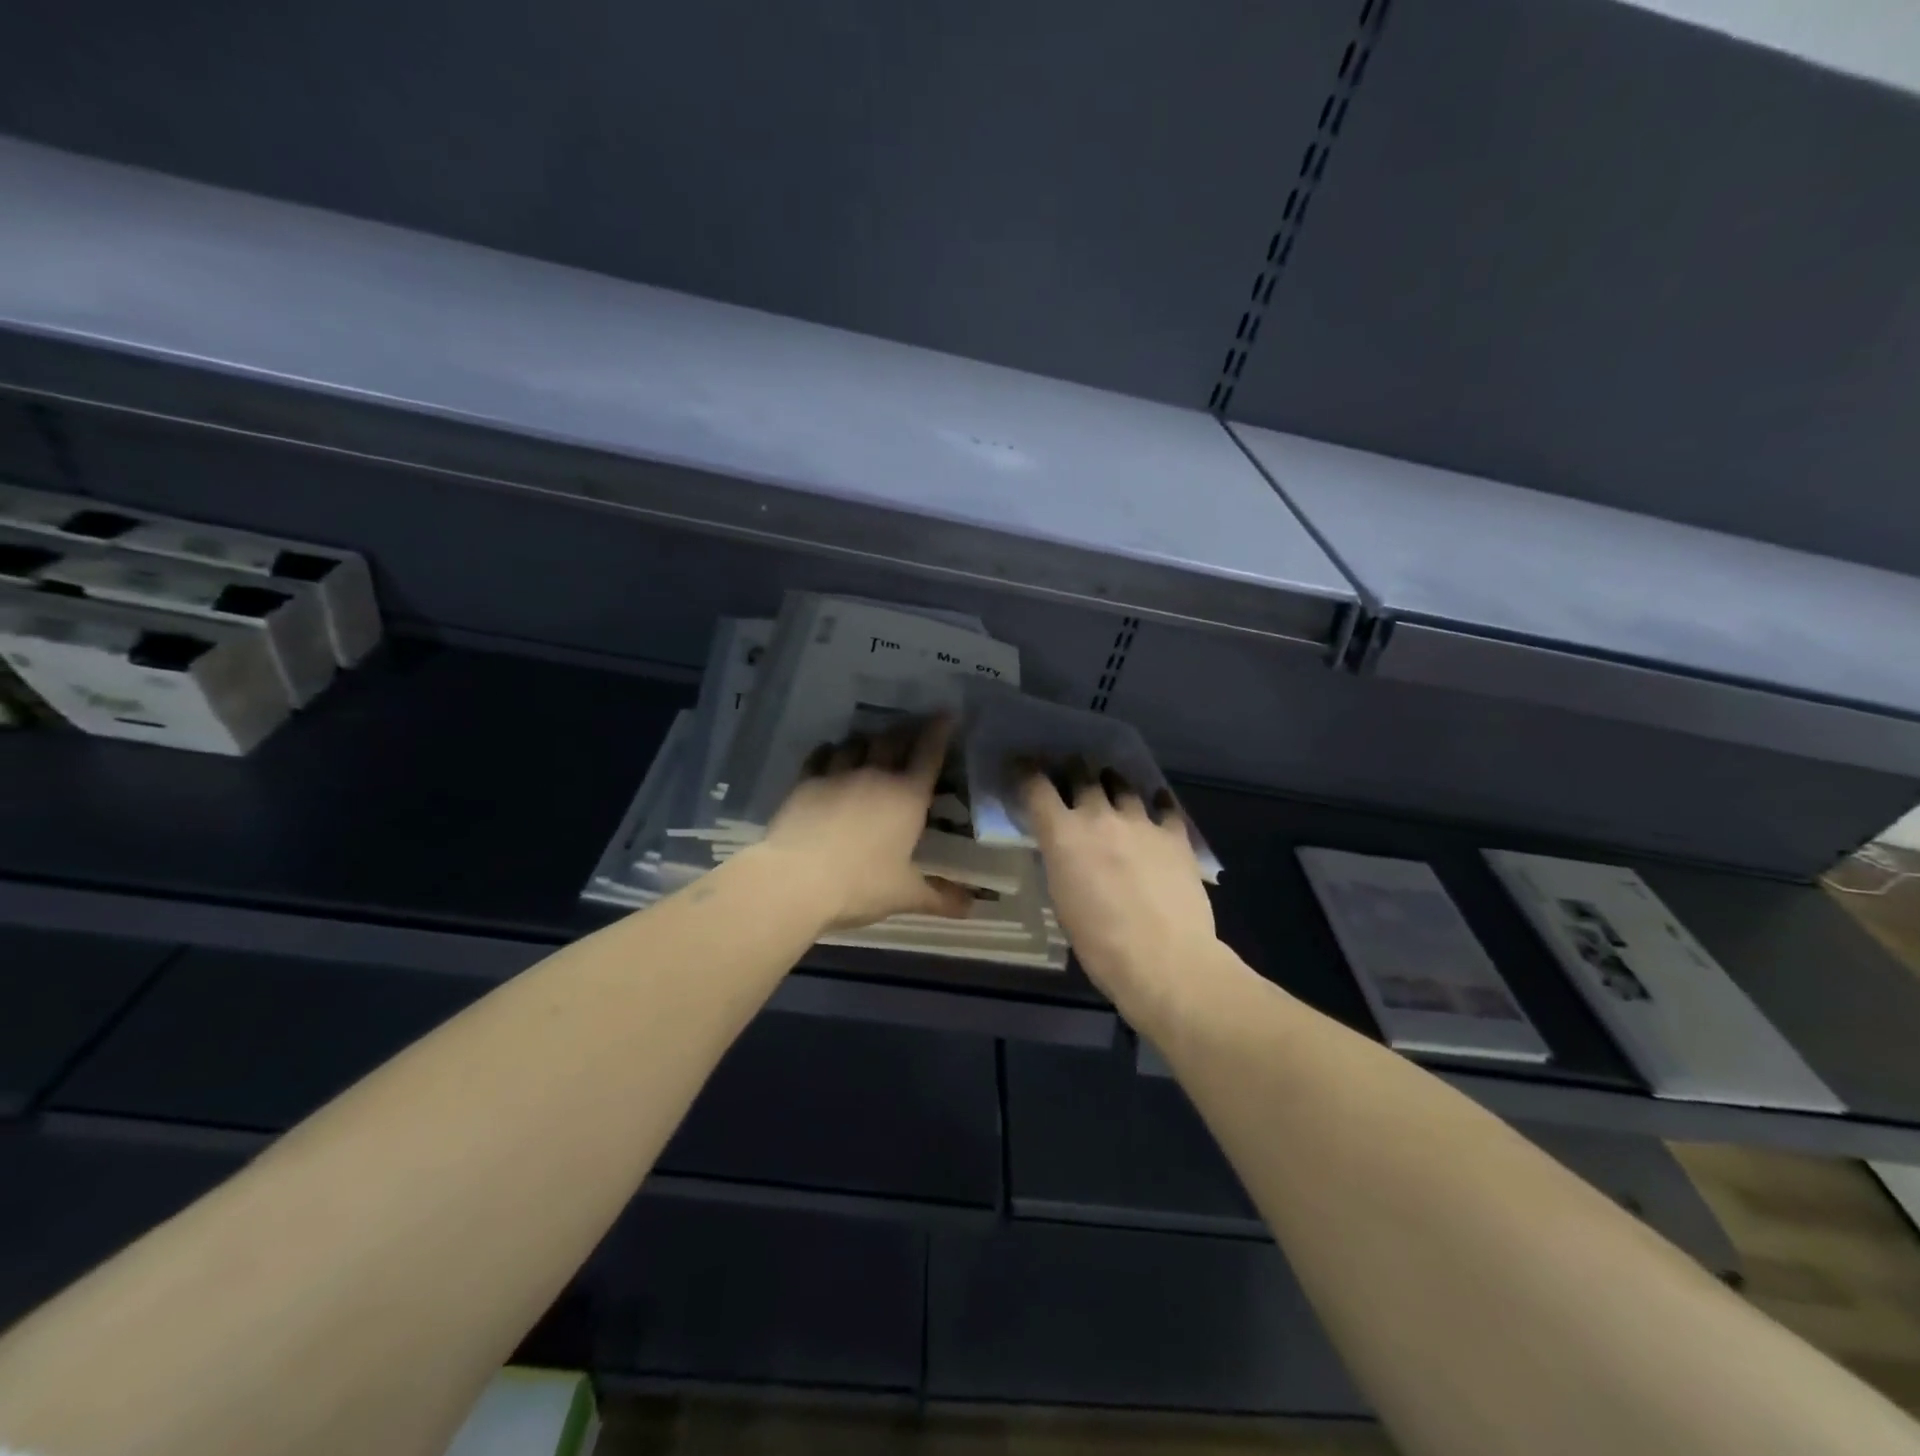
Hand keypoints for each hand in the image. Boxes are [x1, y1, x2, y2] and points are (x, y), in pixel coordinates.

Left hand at [760, 716, 973, 930]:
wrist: (796, 880)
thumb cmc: (860, 884)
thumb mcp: (905, 895)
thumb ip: (939, 897)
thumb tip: (971, 907)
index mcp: (907, 796)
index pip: (929, 753)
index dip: (940, 730)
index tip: (947, 713)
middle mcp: (875, 775)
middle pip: (893, 739)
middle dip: (905, 730)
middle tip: (911, 728)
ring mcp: (837, 774)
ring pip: (857, 742)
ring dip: (868, 740)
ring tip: (871, 743)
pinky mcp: (806, 782)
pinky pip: (822, 755)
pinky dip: (831, 750)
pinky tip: (831, 754)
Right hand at [1021, 759, 1220, 1023]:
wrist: (1164, 960)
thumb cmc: (1100, 944)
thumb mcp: (1062, 900)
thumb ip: (1061, 863)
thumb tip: (1066, 850)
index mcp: (1063, 835)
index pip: (1037, 788)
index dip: (1026, 773)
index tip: (1022, 766)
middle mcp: (1099, 817)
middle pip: (1082, 775)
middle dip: (1074, 771)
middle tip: (1072, 774)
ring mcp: (1141, 822)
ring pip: (1123, 785)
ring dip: (1113, 784)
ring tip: (1113, 786)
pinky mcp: (1175, 835)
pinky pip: (1165, 806)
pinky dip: (1157, 803)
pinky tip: (1157, 805)